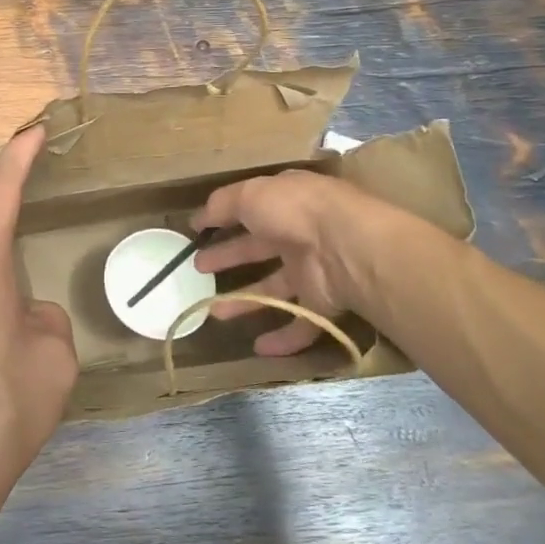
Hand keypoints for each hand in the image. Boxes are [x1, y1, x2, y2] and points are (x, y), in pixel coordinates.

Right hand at [191, 170, 381, 356]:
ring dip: (244, 300)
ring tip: (214, 312)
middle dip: (228, 257)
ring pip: (273, 287)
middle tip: (199, 268)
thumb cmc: (294, 211)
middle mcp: (299, 233)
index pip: (250, 208)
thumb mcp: (249, 195)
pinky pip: (301, 323)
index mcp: (284, 201)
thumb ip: (221, 204)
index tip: (197, 231)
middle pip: (257, 248)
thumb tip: (197, 217)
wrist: (347, 248)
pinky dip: (282, 338)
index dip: (223, 219)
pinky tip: (258, 348)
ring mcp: (312, 269)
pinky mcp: (323, 302)